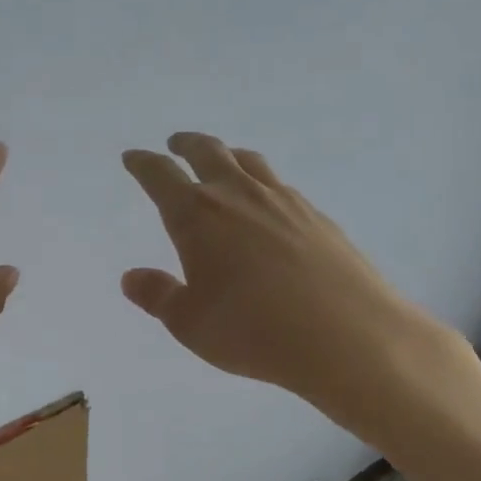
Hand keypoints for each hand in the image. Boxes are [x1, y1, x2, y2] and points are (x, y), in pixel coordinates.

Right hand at [121, 133, 471, 449]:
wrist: (348, 337)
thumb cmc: (252, 330)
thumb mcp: (189, 323)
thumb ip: (158, 295)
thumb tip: (131, 277)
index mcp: (197, 215)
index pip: (160, 176)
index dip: (143, 164)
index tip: (133, 157)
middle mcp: (238, 195)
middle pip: (208, 152)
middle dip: (186, 144)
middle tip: (175, 144)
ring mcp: (283, 201)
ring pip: (249, 162)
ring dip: (228, 155)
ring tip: (223, 160)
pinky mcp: (317, 217)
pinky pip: (281, 185)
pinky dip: (263, 183)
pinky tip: (268, 203)